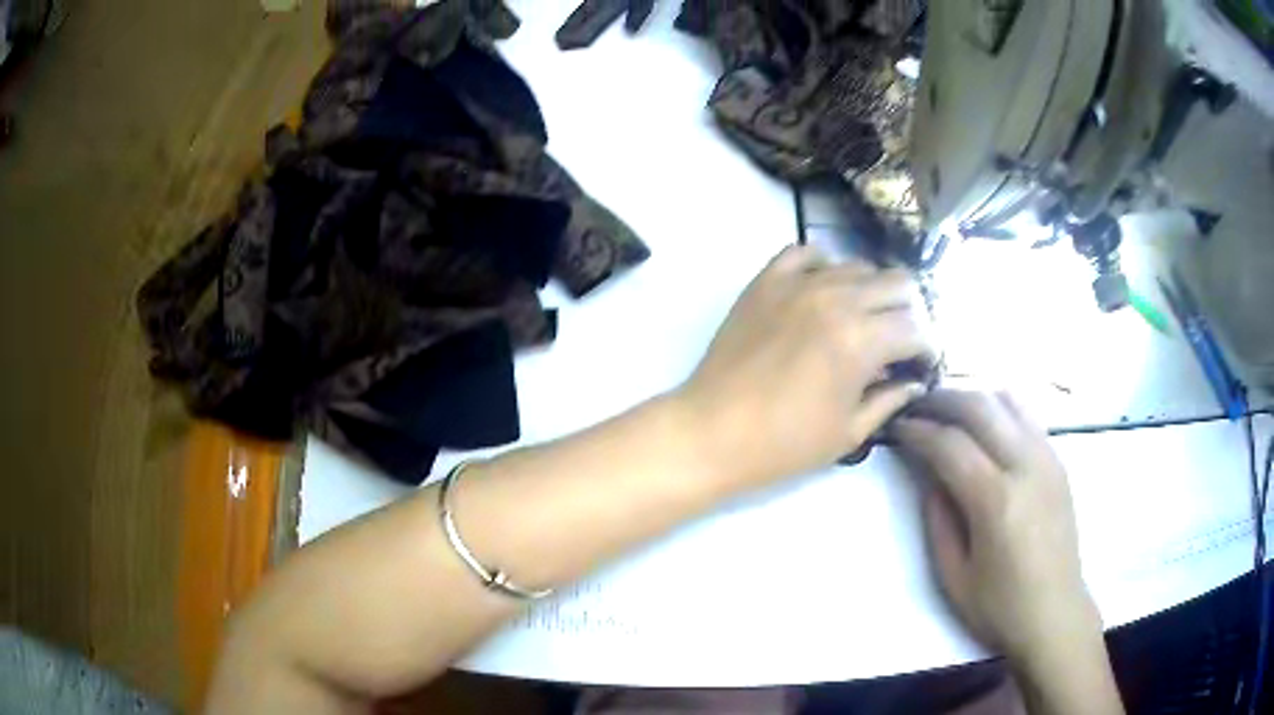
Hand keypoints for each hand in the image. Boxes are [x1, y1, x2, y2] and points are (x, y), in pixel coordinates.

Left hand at [677, 244, 935, 490]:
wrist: (711, 431)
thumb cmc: (783, 444)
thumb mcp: (848, 433)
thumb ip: (889, 400)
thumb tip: (913, 382)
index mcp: (861, 340)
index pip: (916, 327)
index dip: (927, 347)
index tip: (922, 363)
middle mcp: (837, 299)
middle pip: (897, 283)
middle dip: (908, 312)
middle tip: (899, 339)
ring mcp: (798, 284)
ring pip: (857, 265)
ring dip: (871, 291)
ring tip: (862, 318)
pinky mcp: (767, 281)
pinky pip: (805, 252)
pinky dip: (823, 266)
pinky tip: (823, 290)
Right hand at [893, 391, 1101, 664]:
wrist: (1055, 613)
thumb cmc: (999, 605)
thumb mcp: (953, 575)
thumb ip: (938, 519)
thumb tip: (930, 476)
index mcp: (996, 500)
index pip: (950, 444)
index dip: (918, 430)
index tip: (897, 427)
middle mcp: (1025, 466)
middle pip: (980, 407)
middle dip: (942, 400)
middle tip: (917, 407)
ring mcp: (1048, 458)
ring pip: (1007, 400)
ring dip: (973, 397)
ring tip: (949, 411)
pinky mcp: (1059, 461)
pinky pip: (1028, 415)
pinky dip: (1000, 407)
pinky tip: (986, 423)